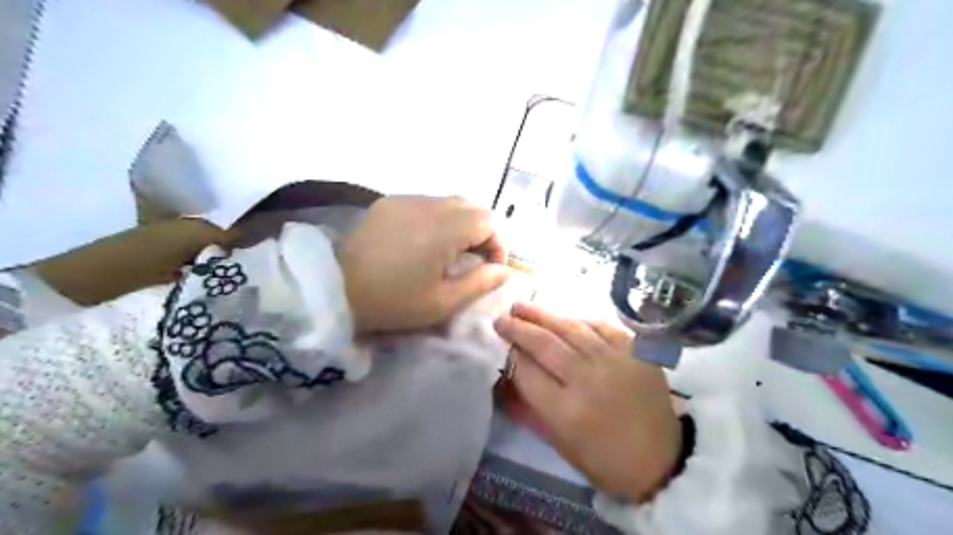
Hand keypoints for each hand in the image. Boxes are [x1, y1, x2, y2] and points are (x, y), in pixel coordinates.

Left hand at [338, 194, 509, 330]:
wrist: (335, 289)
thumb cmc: (393, 302)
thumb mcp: (442, 302)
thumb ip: (480, 283)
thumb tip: (505, 270)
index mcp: (444, 229)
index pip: (490, 221)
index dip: (497, 244)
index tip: (489, 268)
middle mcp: (429, 205)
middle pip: (473, 206)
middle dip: (481, 231)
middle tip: (472, 259)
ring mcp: (407, 200)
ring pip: (450, 202)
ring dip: (460, 223)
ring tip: (449, 251)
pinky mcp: (389, 202)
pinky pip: (427, 203)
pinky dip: (437, 218)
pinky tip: (423, 242)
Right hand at [495, 303, 681, 503]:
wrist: (662, 461)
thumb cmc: (605, 460)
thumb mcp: (561, 444)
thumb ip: (532, 407)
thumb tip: (510, 374)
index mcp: (567, 412)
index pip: (528, 372)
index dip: (511, 355)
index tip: (500, 343)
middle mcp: (589, 381)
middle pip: (546, 345)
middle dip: (518, 328)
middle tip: (501, 319)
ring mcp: (615, 362)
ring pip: (571, 329)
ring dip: (542, 315)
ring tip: (521, 306)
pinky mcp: (637, 352)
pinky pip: (602, 326)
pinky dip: (580, 319)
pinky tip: (564, 316)